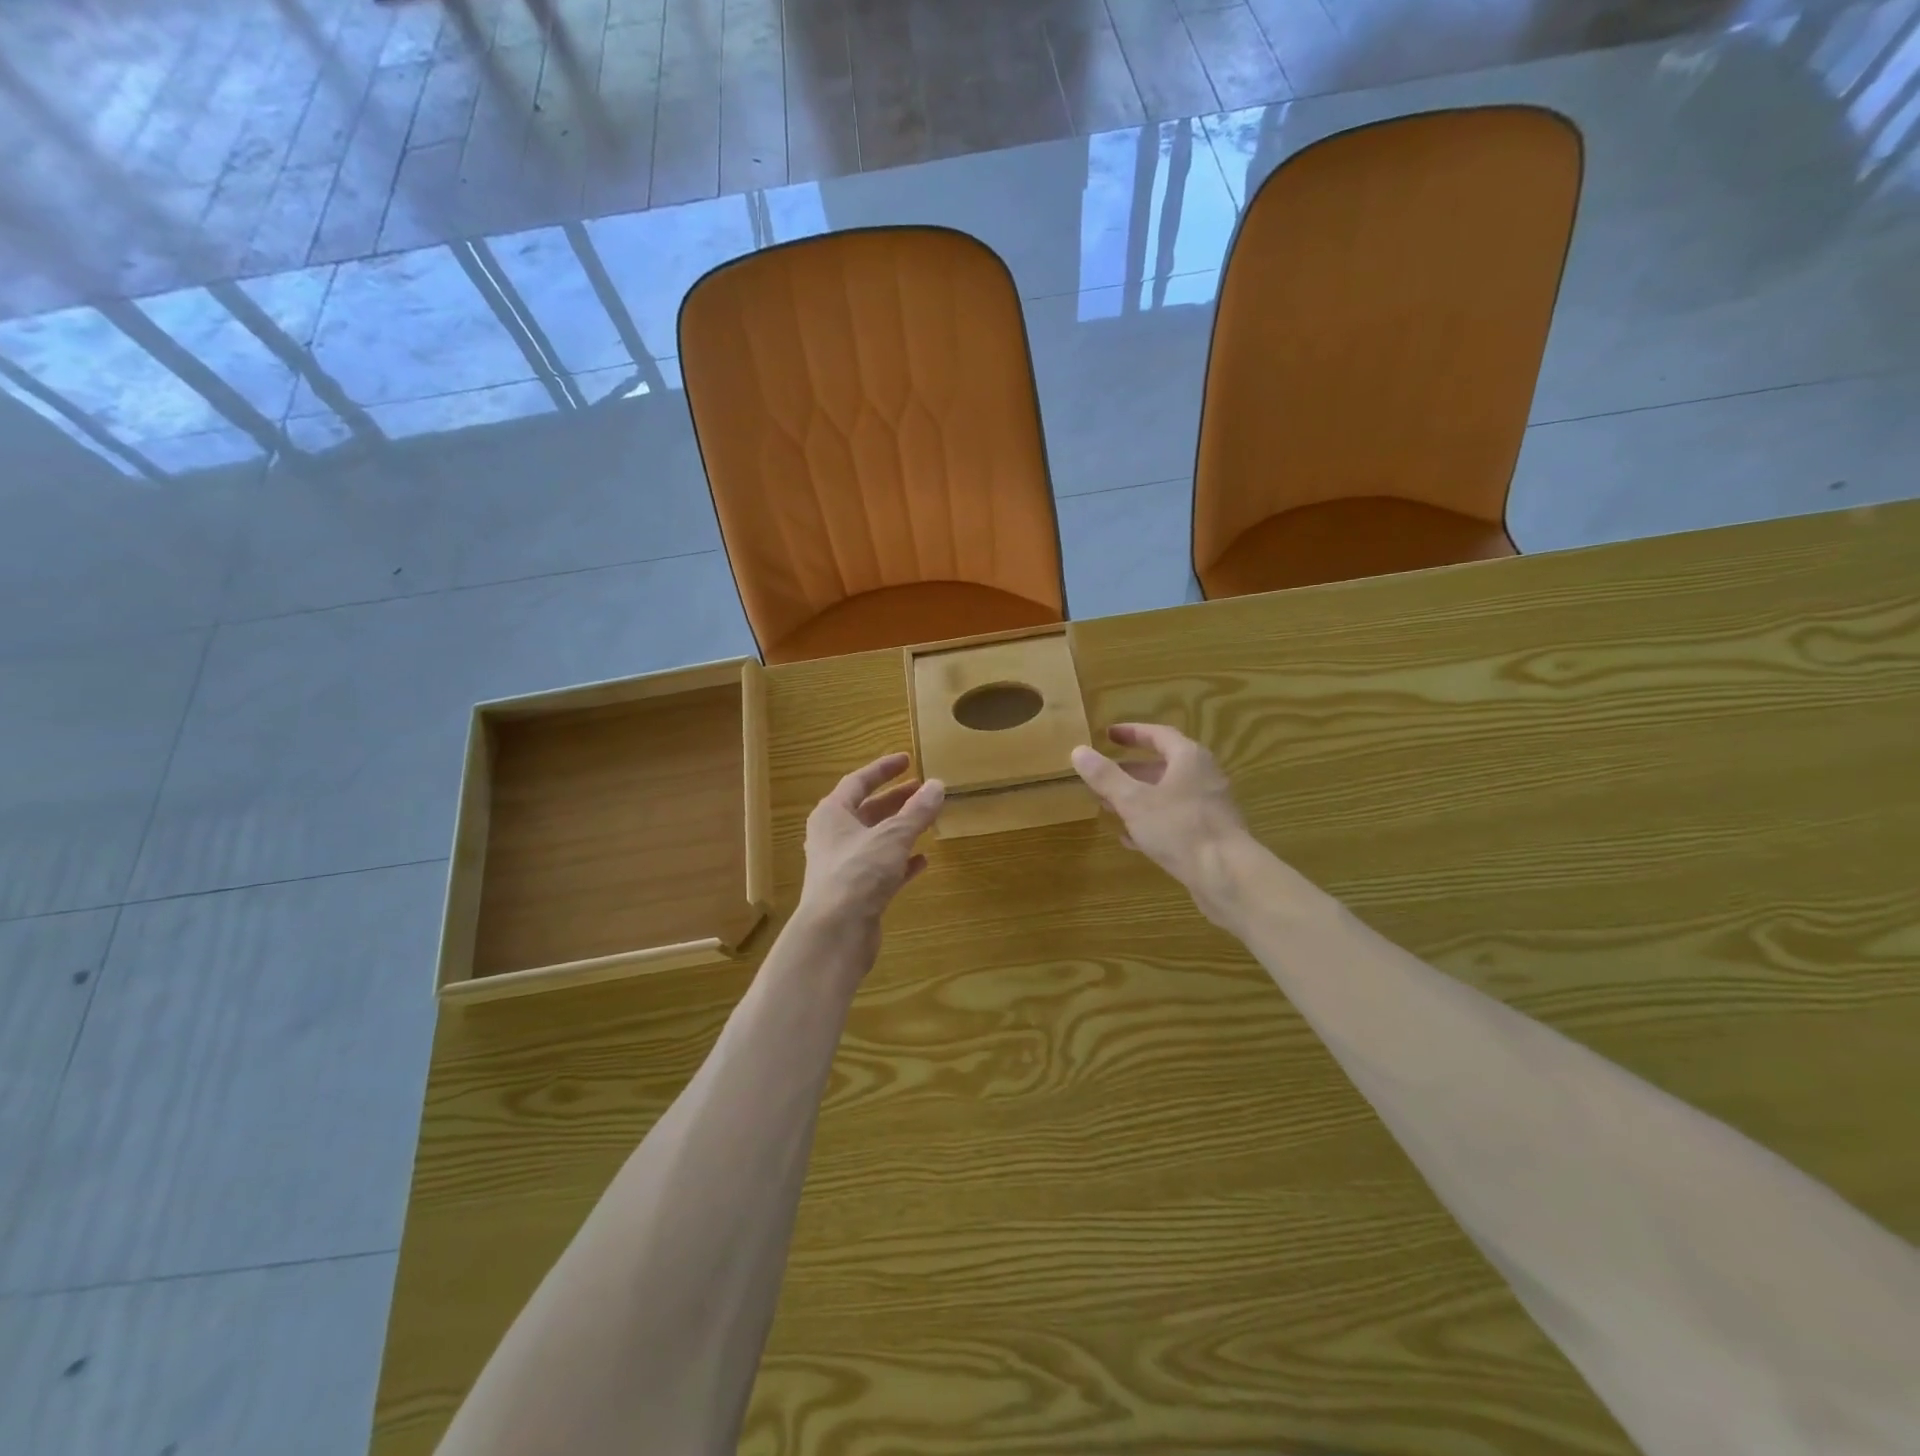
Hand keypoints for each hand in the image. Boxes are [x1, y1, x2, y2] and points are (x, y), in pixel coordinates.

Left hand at [798, 753, 944, 932]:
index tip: (908, 759)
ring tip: (928, 819)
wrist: (836, 932)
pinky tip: (924, 860)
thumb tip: (937, 784)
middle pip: (867, 810)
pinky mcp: (857, 892)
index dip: (883, 769)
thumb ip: (916, 811)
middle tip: (923, 789)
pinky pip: (883, 868)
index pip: (858, 782)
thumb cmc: (858, 872)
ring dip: (901, 829)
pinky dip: (902, 861)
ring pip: (876, 839)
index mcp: (832, 814)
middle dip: (896, 799)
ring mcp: (845, 866)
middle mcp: (834, 837)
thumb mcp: (893, 836)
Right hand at [1071, 724, 1254, 924]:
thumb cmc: (1179, 828)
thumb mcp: (1134, 801)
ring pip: (1167, 795)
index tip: (1108, 735)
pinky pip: (1174, 821)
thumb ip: (1106, 776)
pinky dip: (1151, 823)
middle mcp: (1203, 777)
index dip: (1131, 733)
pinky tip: (1130, 838)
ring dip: (1138, 798)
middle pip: (1163, 766)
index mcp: (1189, 759)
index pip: (1158, 735)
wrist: (1227, 875)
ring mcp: (1208, 807)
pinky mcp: (1209, 834)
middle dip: (1130, 771)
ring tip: (1108, 806)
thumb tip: (1078, 751)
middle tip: (1102, 776)